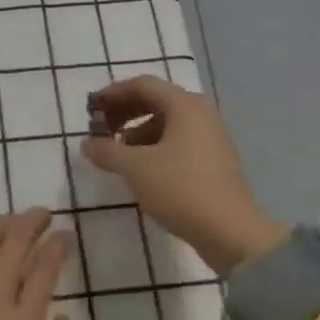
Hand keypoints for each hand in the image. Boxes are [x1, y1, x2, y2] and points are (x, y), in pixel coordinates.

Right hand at [82, 76, 286, 274]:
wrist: (232, 234)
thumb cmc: (181, 189)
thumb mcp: (136, 168)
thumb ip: (107, 151)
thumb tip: (87, 144)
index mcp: (184, 105)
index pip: (142, 85)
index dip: (112, 94)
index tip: (90, 108)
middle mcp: (200, 113)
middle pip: (155, 101)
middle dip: (124, 112)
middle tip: (100, 128)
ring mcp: (210, 137)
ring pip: (166, 123)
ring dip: (137, 131)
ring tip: (116, 152)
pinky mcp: (213, 161)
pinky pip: (177, 141)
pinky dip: (154, 146)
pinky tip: (140, 168)